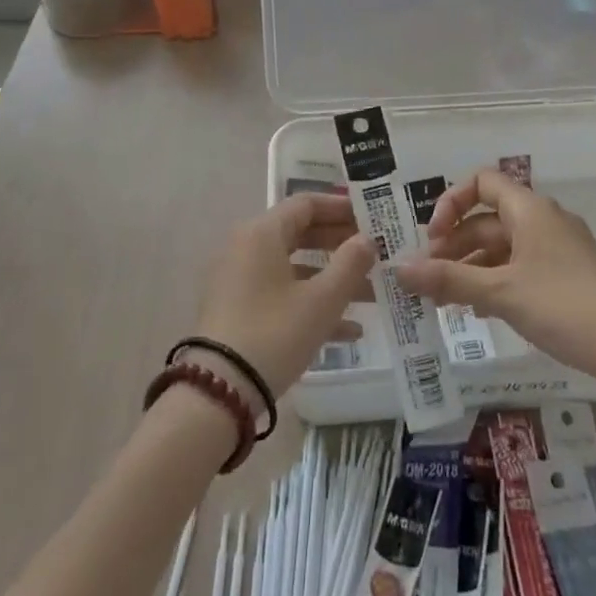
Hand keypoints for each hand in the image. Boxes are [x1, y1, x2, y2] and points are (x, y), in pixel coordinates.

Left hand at [192, 193, 375, 403]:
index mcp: (262, 233)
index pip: (306, 204)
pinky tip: (349, 331)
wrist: (219, 391)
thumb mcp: (322, 299)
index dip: (341, 208)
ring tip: (372, 295)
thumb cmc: (275, 332)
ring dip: (332, 279)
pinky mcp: (237, 309)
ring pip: (294, 268)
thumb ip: (350, 263)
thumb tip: (367, 239)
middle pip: (300, 233)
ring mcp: (239, 280)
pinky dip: (311, 303)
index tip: (372, 218)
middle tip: (376, 253)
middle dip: (340, 245)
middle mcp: (246, 248)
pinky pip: (281, 294)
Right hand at [397, 168, 595, 390]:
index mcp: (530, 210)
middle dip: (455, 243)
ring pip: (505, 246)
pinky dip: (497, 280)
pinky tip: (481, 310)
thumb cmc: (564, 307)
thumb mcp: (500, 293)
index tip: (432, 238)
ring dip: (473, 265)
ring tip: (447, 299)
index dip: (451, 202)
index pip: (482, 182)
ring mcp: (560, 248)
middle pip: (489, 218)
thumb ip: (448, 279)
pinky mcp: (569, 276)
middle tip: (430, 276)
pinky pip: (522, 266)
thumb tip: (399, 269)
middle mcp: (545, 220)